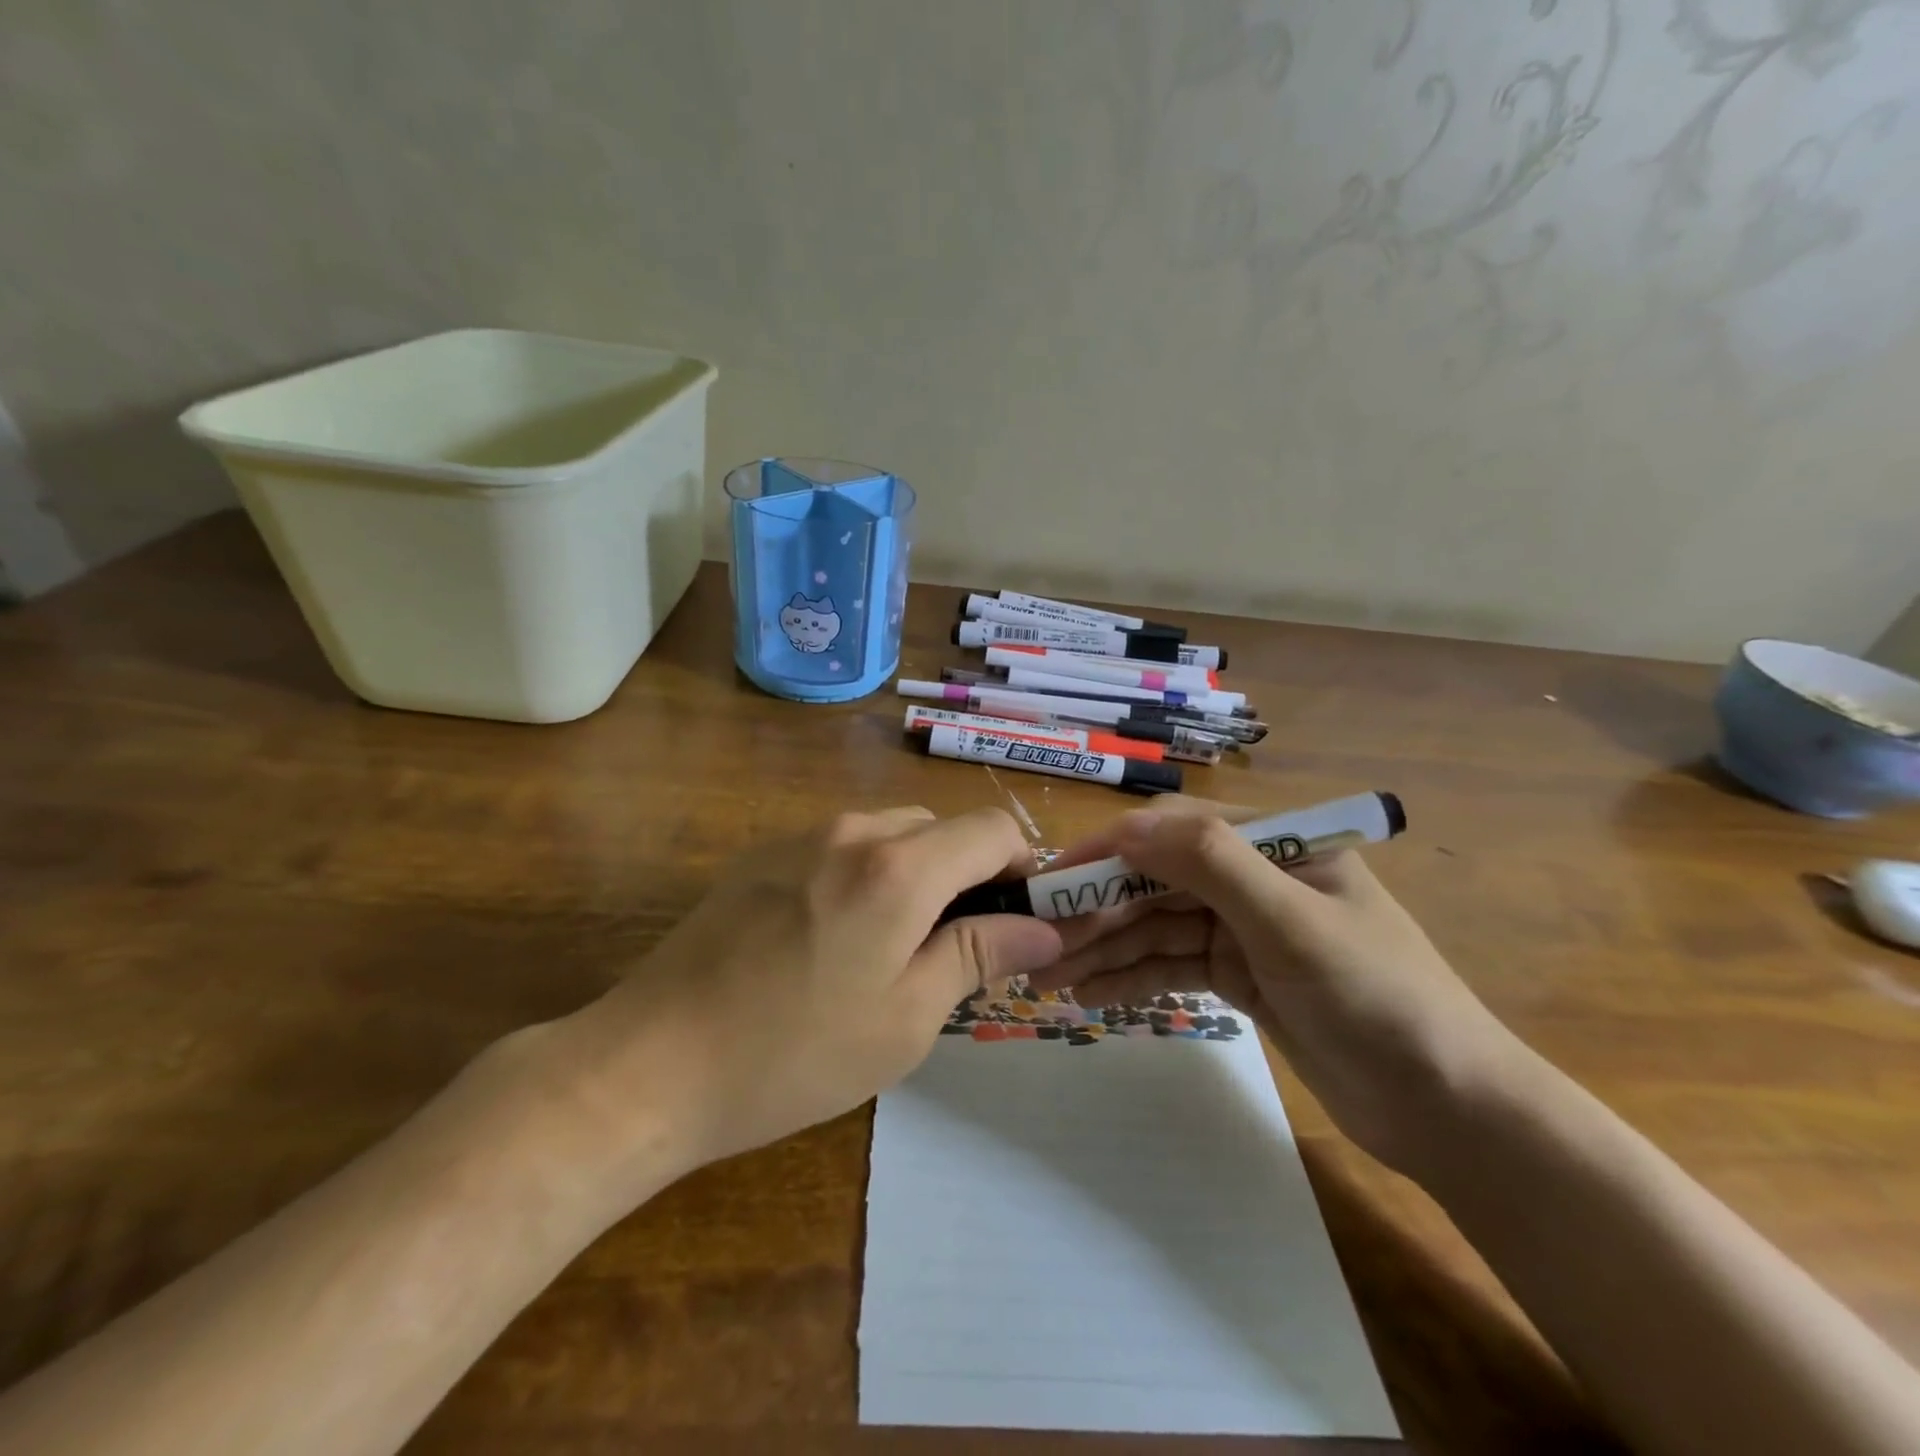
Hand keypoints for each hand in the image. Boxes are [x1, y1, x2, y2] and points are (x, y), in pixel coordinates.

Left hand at [536, 807, 1062, 1194]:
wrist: (649, 1064)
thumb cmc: (793, 1054)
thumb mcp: (906, 1019)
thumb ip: (978, 956)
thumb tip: (1042, 927)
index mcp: (899, 868)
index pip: (992, 828)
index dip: (1021, 867)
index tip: (1016, 921)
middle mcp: (853, 830)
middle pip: (941, 828)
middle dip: (966, 876)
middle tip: (954, 949)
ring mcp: (800, 836)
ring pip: (891, 834)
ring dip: (915, 875)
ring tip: (890, 950)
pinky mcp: (762, 855)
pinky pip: (841, 847)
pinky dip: (866, 876)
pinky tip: (830, 941)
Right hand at [1024, 798, 1521, 1173]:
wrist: (1448, 1110)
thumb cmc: (1377, 999)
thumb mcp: (1293, 924)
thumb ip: (1212, 865)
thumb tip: (1125, 826)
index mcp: (1274, 844)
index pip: (1173, 832)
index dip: (1108, 852)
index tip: (1050, 883)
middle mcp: (1253, 877)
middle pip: (1156, 882)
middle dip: (1097, 912)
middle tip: (1038, 944)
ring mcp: (1242, 927)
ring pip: (1156, 927)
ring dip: (1104, 948)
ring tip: (1047, 978)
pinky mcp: (1237, 974)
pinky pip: (1171, 965)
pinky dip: (1132, 978)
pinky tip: (1089, 996)